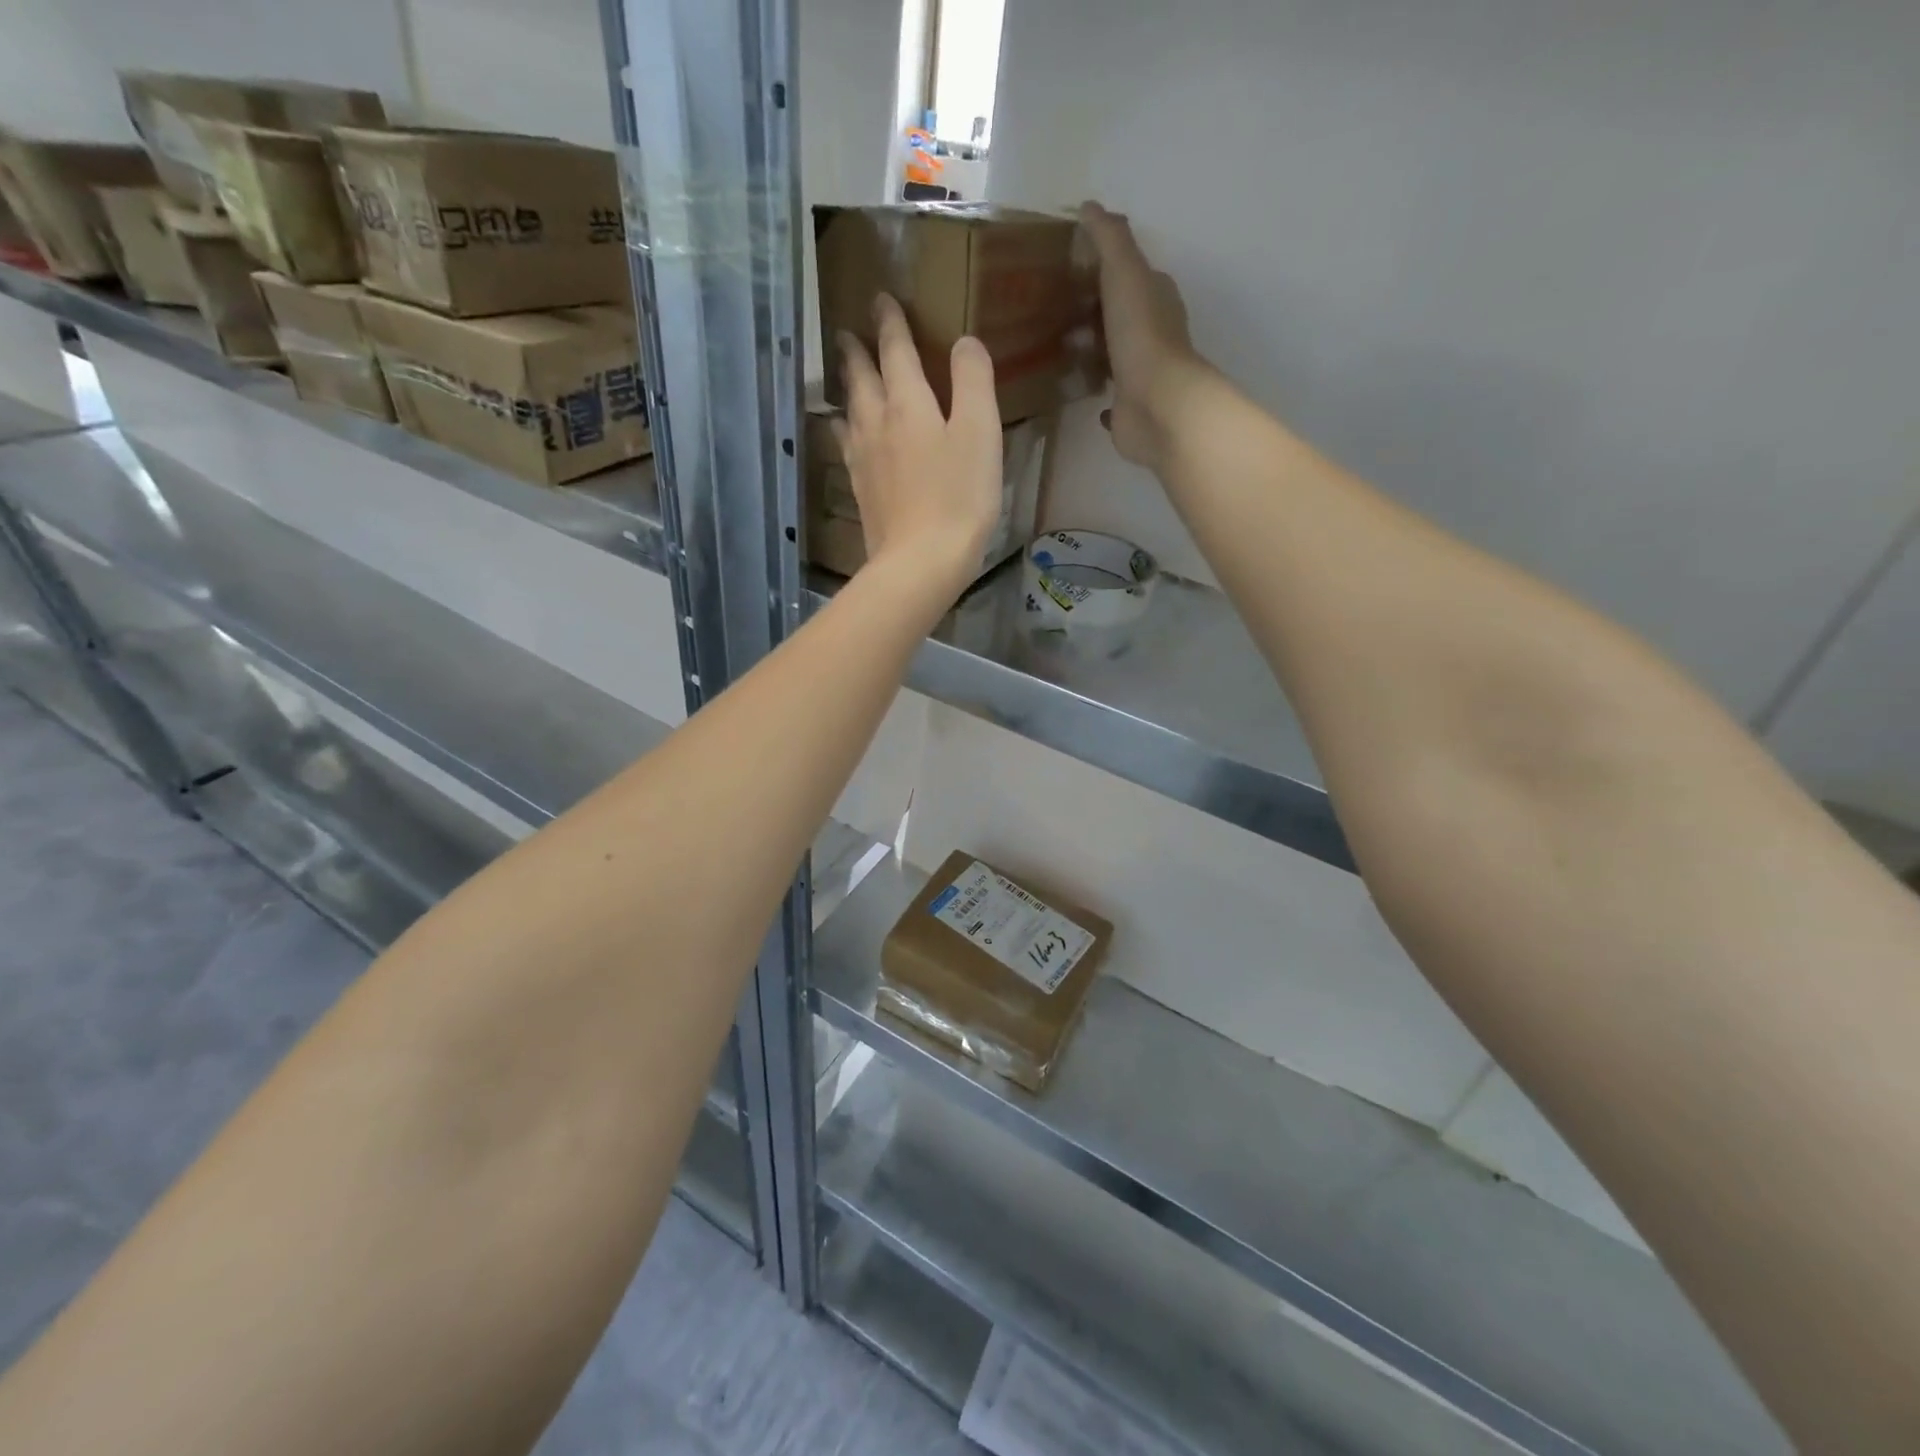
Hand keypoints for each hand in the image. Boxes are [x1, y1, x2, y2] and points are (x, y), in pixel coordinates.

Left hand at [836, 294, 1002, 597]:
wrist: (920, 561)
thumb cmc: (958, 496)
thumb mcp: (980, 432)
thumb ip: (973, 381)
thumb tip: (964, 342)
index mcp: (908, 404)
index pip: (896, 351)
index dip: (891, 323)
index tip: (881, 299)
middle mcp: (877, 424)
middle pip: (862, 378)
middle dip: (857, 351)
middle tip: (848, 332)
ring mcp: (864, 460)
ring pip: (850, 410)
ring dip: (847, 387)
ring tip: (844, 375)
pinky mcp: (861, 491)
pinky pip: (847, 446)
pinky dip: (844, 428)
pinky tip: (844, 431)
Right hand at [1080, 202, 1216, 473]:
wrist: (1156, 404)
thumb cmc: (1141, 334)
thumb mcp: (1124, 272)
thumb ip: (1109, 239)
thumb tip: (1089, 207)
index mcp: (1157, 298)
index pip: (1132, 274)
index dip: (1105, 268)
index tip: (1070, 266)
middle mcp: (1153, 334)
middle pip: (1121, 314)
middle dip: (1094, 310)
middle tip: (1052, 308)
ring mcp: (1141, 373)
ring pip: (1113, 353)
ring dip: (1092, 349)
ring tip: (1056, 345)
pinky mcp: (1128, 407)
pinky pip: (1109, 393)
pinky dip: (1096, 386)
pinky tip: (1076, 384)